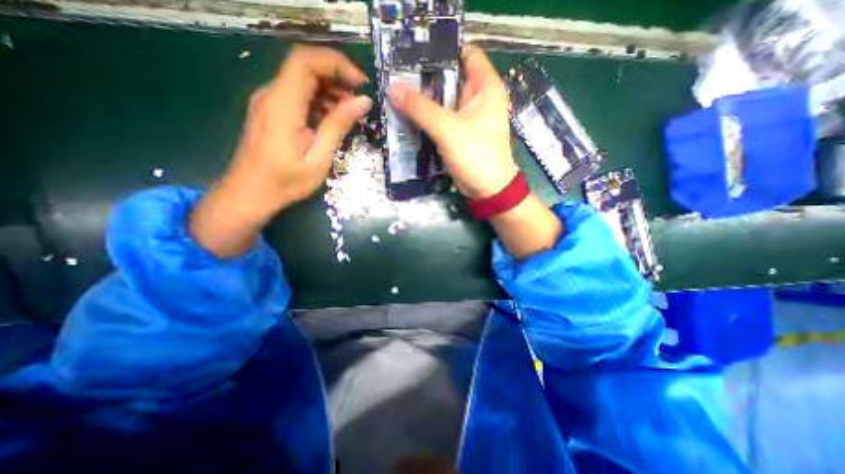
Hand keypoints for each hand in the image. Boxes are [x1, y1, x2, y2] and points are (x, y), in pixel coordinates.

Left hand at [221, 45, 369, 211]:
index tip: (360, 83)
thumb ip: (338, 126)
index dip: (336, 64)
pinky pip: (297, 95)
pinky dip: (319, 100)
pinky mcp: (271, 111)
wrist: (249, 194)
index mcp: (282, 105)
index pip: (305, 61)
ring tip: (351, 112)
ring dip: (330, 90)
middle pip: (305, 67)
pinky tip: (333, 119)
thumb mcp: (318, 158)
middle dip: (337, 76)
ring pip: (302, 80)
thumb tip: (363, 101)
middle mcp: (271, 95)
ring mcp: (269, 102)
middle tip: (360, 99)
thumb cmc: (285, 182)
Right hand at [388, 44, 515, 199]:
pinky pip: (441, 118)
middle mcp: (478, 97)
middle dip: (425, 77)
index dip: (441, 51)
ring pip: (443, 100)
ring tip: (396, 94)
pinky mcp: (460, 132)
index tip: (413, 53)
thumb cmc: (476, 155)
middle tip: (396, 76)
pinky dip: (427, 117)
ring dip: (423, 99)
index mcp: (485, 87)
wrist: (487, 190)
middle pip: (450, 77)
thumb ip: (421, 108)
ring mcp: (468, 116)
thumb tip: (393, 88)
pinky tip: (408, 115)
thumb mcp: (448, 129)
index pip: (464, 53)